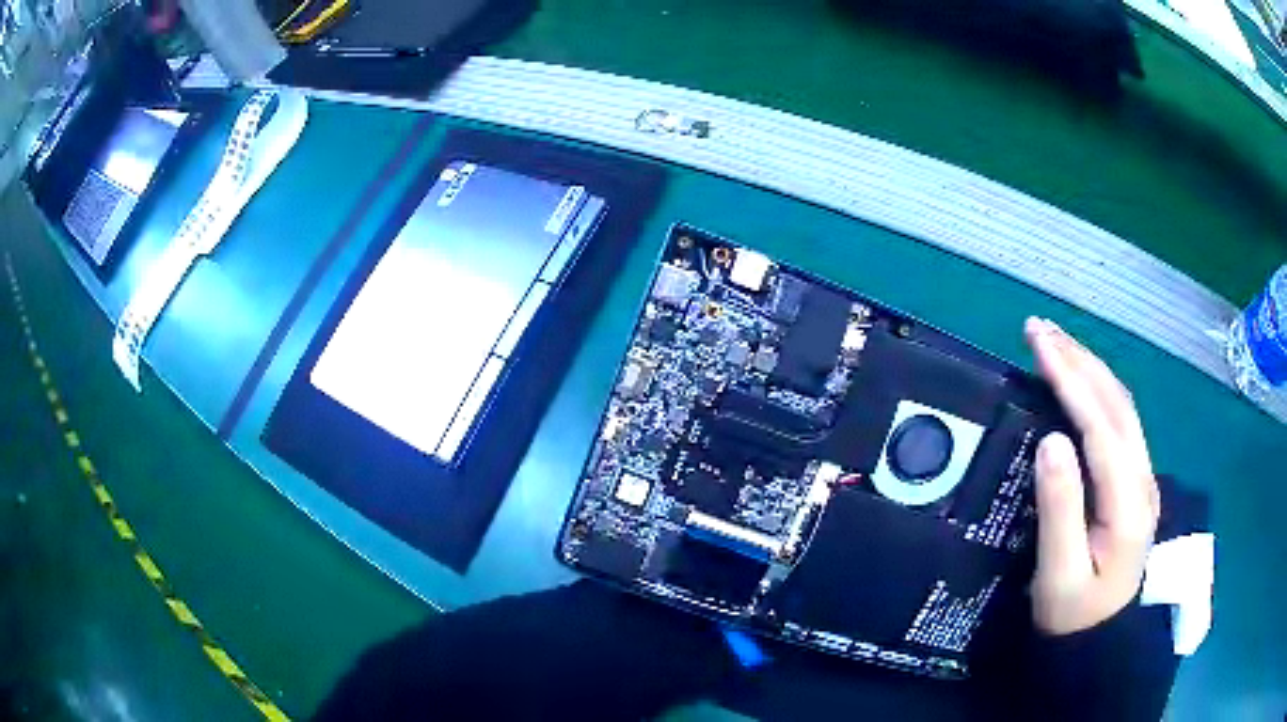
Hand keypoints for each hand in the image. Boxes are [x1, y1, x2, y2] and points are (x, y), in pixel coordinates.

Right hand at [1025, 317, 1159, 635]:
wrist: (1100, 639)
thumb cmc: (1073, 615)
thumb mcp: (1059, 574)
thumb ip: (1060, 510)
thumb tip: (1051, 441)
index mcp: (1129, 504)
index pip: (1103, 427)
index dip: (1072, 381)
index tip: (1039, 345)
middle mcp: (1143, 480)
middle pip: (1118, 405)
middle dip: (1080, 360)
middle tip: (1039, 329)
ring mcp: (1143, 478)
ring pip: (1122, 407)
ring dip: (1090, 368)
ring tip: (1055, 343)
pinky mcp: (1134, 481)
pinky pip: (1119, 422)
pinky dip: (1097, 390)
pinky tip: (1080, 381)